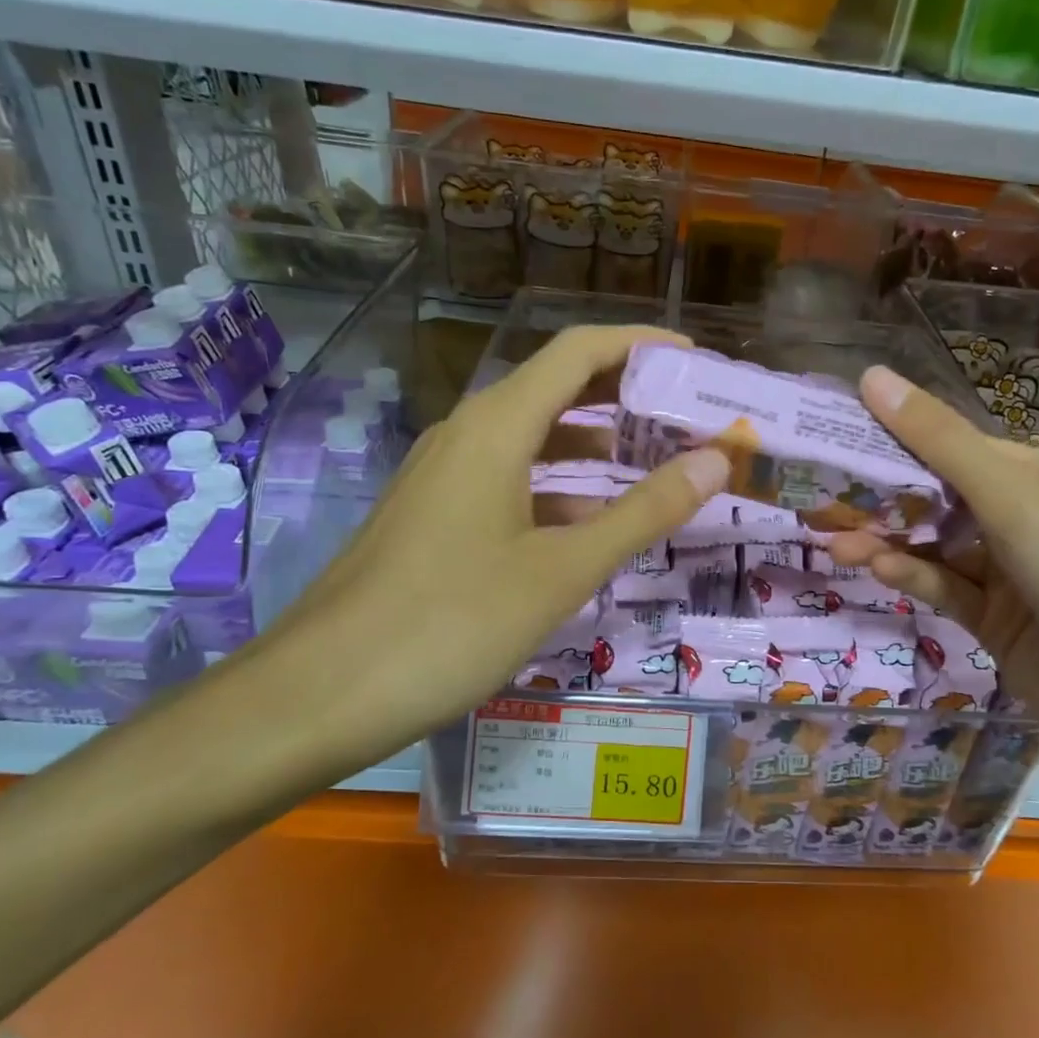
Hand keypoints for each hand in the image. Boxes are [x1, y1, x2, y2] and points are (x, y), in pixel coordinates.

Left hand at [243, 325, 729, 780]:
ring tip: (654, 465)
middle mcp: (467, 434)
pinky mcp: (433, 515)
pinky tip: (590, 526)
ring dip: (593, 444)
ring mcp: (444, 475)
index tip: (694, 362)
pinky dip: (557, 488)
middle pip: (556, 388)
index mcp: (497, 426)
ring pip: (532, 439)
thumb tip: (716, 460)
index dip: (639, 345)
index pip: (578, 351)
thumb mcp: (563, 570)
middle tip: (687, 417)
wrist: (322, 692)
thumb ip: (644, 512)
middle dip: (624, 395)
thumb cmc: (451, 623)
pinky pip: (508, 480)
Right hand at [828, 367, 1038, 793]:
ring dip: (889, 540)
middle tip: (823, 494)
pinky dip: (910, 575)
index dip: (898, 441)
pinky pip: (944, 586)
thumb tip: (872, 376)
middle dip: (886, 497)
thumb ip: (941, 444)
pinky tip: (873, 566)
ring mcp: (1011, 573)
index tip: (837, 437)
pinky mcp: (995, 620)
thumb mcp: (1015, 502)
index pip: (958, 447)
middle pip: (941, 496)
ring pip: (936, 545)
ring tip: (835, 541)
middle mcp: (1028, 517)